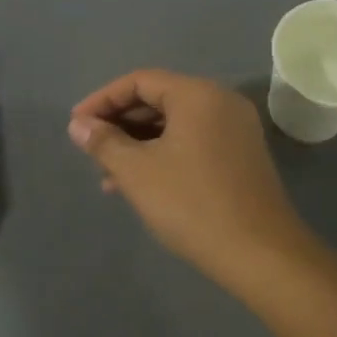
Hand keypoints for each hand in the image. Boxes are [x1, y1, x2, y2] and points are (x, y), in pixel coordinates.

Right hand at [68, 70, 309, 282]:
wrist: (261, 254)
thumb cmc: (192, 204)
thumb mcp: (137, 172)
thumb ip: (104, 142)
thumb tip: (78, 125)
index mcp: (197, 94)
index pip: (140, 81)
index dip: (102, 100)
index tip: (76, 125)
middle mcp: (220, 101)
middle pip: (159, 99)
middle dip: (120, 124)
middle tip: (91, 150)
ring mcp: (236, 129)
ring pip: (175, 124)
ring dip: (139, 143)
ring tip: (108, 175)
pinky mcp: (242, 155)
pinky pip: (193, 141)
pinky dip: (164, 154)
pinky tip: (141, 184)